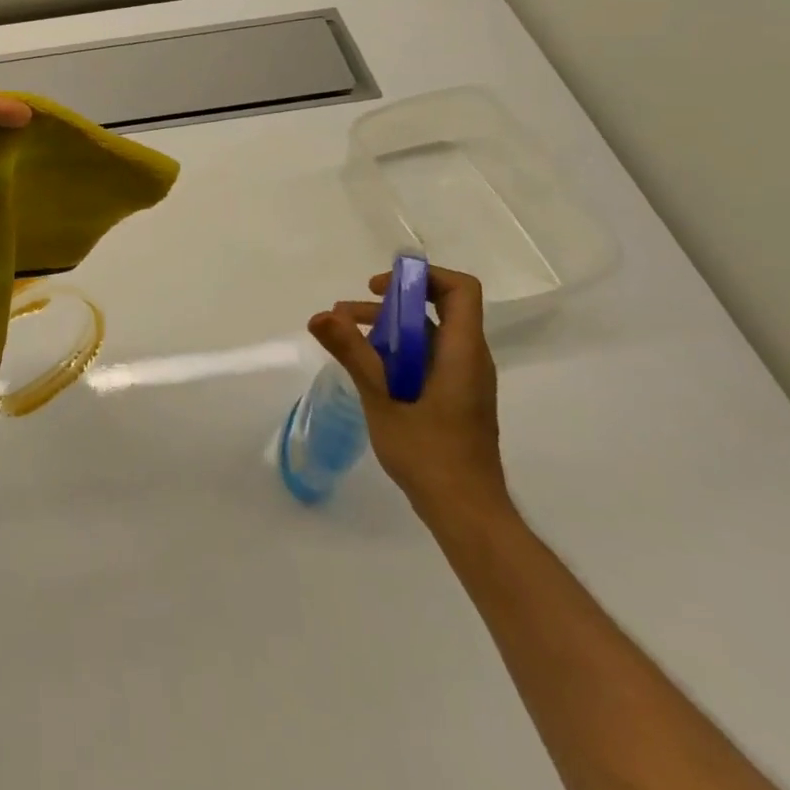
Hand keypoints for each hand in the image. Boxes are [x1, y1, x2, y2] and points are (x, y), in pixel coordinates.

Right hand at [309, 266, 509, 526]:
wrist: (466, 513)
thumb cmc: (430, 454)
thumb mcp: (382, 399)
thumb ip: (353, 353)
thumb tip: (319, 315)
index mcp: (463, 353)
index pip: (459, 290)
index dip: (421, 277)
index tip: (380, 288)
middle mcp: (469, 359)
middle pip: (438, 308)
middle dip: (390, 303)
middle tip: (346, 313)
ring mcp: (464, 380)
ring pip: (428, 335)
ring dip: (386, 328)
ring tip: (343, 338)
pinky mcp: (454, 398)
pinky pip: (427, 358)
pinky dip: (396, 352)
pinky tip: (366, 370)